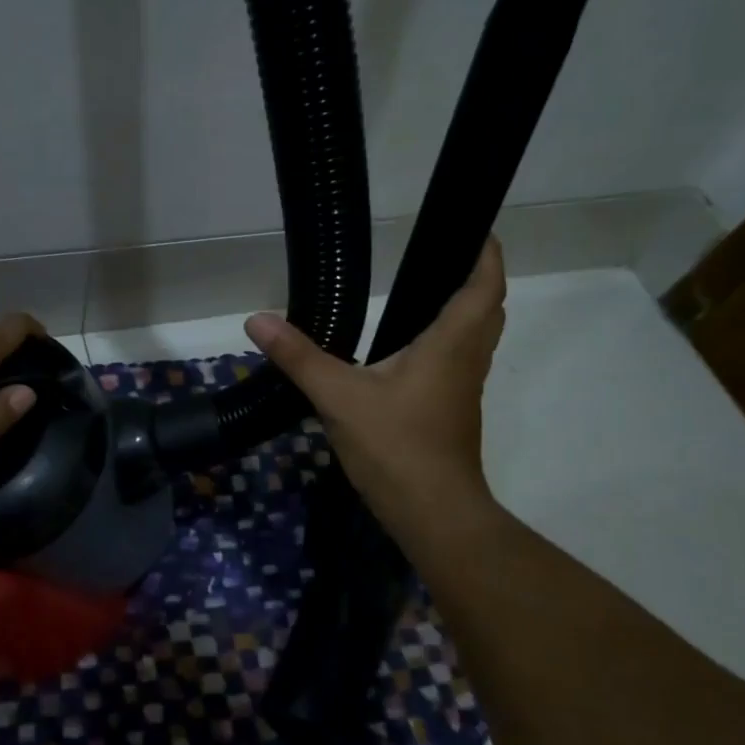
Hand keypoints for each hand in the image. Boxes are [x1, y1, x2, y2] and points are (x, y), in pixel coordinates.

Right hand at [243, 235, 506, 555]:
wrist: (433, 514)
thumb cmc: (396, 446)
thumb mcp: (338, 397)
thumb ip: (299, 357)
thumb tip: (257, 320)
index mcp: (450, 345)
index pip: (483, 287)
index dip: (486, 255)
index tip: (474, 229)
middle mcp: (466, 361)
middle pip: (487, 311)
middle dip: (476, 280)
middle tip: (444, 259)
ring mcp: (463, 391)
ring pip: (476, 340)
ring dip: (465, 313)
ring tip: (426, 296)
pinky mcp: (453, 414)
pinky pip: (459, 364)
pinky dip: (448, 344)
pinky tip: (409, 354)